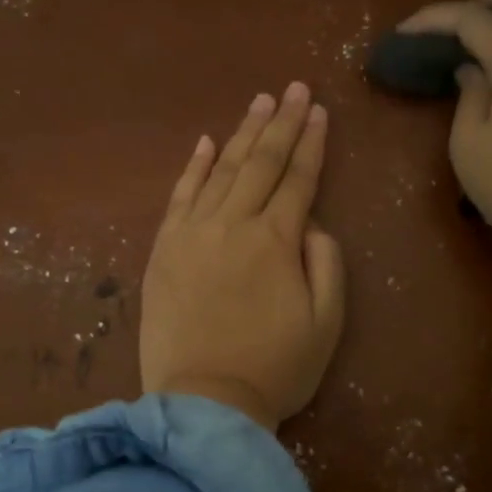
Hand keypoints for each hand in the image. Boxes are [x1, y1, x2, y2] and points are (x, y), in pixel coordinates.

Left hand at [141, 82, 346, 431]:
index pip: (298, 179)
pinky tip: (205, 143)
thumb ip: (326, 263)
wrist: (204, 403)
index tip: (319, 110)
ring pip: (221, 171)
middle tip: (293, 88)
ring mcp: (192, 234)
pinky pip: (179, 197)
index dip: (311, 143)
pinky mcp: (163, 250)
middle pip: (260, 163)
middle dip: (281, 122)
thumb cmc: (275, 368)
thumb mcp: (327, 322)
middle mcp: (233, 224)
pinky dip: (193, 168)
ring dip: (241, 134)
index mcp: (276, 241)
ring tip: (258, 102)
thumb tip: (311, 223)